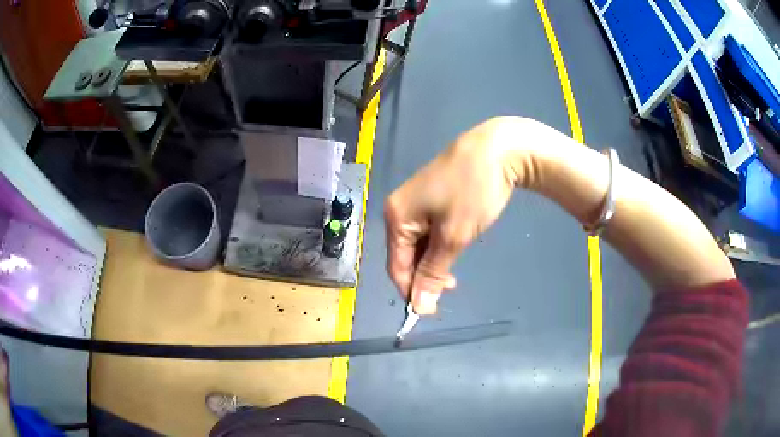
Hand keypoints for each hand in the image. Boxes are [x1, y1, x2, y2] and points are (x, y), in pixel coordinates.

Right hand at [384, 117, 528, 313]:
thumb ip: (433, 273)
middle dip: (424, 275)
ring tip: (455, 267)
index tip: (433, 310)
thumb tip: (418, 308)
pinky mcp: (430, 197)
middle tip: (452, 286)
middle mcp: (398, 209)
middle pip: (405, 255)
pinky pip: (427, 230)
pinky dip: (439, 244)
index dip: (411, 291)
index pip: (396, 266)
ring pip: (418, 244)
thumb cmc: (473, 192)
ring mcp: (414, 201)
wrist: (497, 149)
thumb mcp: (453, 237)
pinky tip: (454, 245)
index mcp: (396, 217)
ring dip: (434, 261)